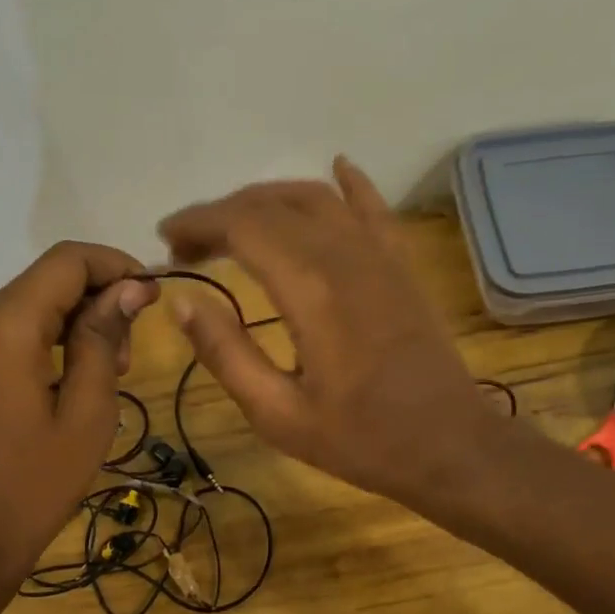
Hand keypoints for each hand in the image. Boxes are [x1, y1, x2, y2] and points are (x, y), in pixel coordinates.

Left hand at [0, 242, 157, 578]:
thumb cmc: (36, 482)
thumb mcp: (88, 412)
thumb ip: (104, 339)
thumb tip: (131, 287)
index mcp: (7, 326)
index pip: (67, 260)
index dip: (117, 265)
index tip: (153, 296)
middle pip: (50, 278)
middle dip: (100, 297)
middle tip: (131, 352)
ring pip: (35, 303)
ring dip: (79, 320)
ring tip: (110, 371)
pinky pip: (16, 329)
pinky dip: (54, 338)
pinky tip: (77, 378)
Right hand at [157, 158, 499, 506]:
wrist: (449, 446)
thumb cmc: (361, 440)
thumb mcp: (278, 413)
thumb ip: (227, 354)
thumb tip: (183, 302)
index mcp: (311, 289)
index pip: (243, 226)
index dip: (198, 224)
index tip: (165, 241)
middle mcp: (346, 255)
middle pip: (274, 205)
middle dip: (222, 214)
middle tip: (188, 245)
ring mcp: (381, 255)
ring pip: (318, 198)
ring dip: (269, 199)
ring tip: (234, 224)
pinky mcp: (403, 265)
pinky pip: (374, 208)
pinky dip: (350, 185)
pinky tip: (337, 167)